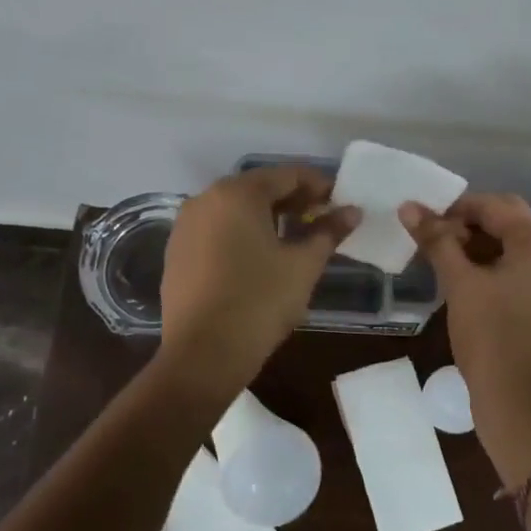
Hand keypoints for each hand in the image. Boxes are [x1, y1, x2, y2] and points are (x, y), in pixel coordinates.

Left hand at [159, 167, 359, 393]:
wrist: (203, 355)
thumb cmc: (260, 302)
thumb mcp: (303, 265)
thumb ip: (328, 232)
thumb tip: (352, 212)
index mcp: (237, 193)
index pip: (287, 175)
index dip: (319, 185)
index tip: (341, 202)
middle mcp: (205, 199)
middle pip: (258, 189)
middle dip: (293, 201)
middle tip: (322, 220)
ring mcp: (185, 227)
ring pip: (235, 210)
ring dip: (268, 218)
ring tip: (295, 239)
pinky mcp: (177, 253)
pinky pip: (217, 231)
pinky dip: (242, 234)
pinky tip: (261, 258)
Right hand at [400, 193, 530, 482]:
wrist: (518, 401)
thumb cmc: (490, 336)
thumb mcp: (459, 283)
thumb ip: (436, 240)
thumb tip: (408, 207)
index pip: (496, 205)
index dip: (457, 208)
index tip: (425, 221)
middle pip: (508, 221)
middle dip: (468, 224)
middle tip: (433, 239)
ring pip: (513, 246)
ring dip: (478, 245)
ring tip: (442, 258)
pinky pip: (519, 269)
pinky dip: (491, 266)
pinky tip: (463, 279)